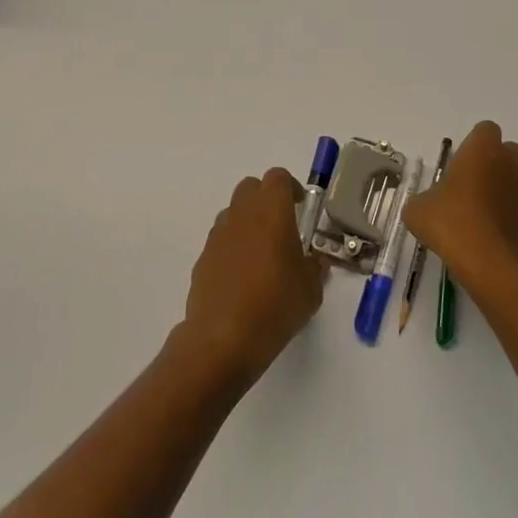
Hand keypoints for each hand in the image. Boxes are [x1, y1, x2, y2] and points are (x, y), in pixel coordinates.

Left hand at [177, 168, 327, 384]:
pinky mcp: (202, 258)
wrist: (222, 339)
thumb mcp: (311, 290)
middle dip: (266, 200)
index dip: (290, 188)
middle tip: (282, 227)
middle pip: (251, 188)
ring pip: (233, 212)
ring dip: (247, 223)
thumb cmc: (275, 305)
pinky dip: (232, 248)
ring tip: (261, 255)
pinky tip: (242, 279)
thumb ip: (315, 268)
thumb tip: (315, 261)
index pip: (278, 178)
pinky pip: (220, 241)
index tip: (300, 207)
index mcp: (271, 211)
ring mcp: (218, 235)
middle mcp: (242, 214)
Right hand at [403, 121, 517, 290]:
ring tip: (479, 217)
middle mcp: (511, 162)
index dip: (472, 145)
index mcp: (483, 150)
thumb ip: (421, 200)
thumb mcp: (418, 211)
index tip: (458, 166)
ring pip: (516, 179)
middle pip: (506, 152)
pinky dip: (510, 215)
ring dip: (502, 190)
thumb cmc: (453, 224)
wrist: (494, 267)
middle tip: (468, 188)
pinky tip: (491, 237)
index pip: (485, 130)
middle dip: (491, 164)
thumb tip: (425, 205)